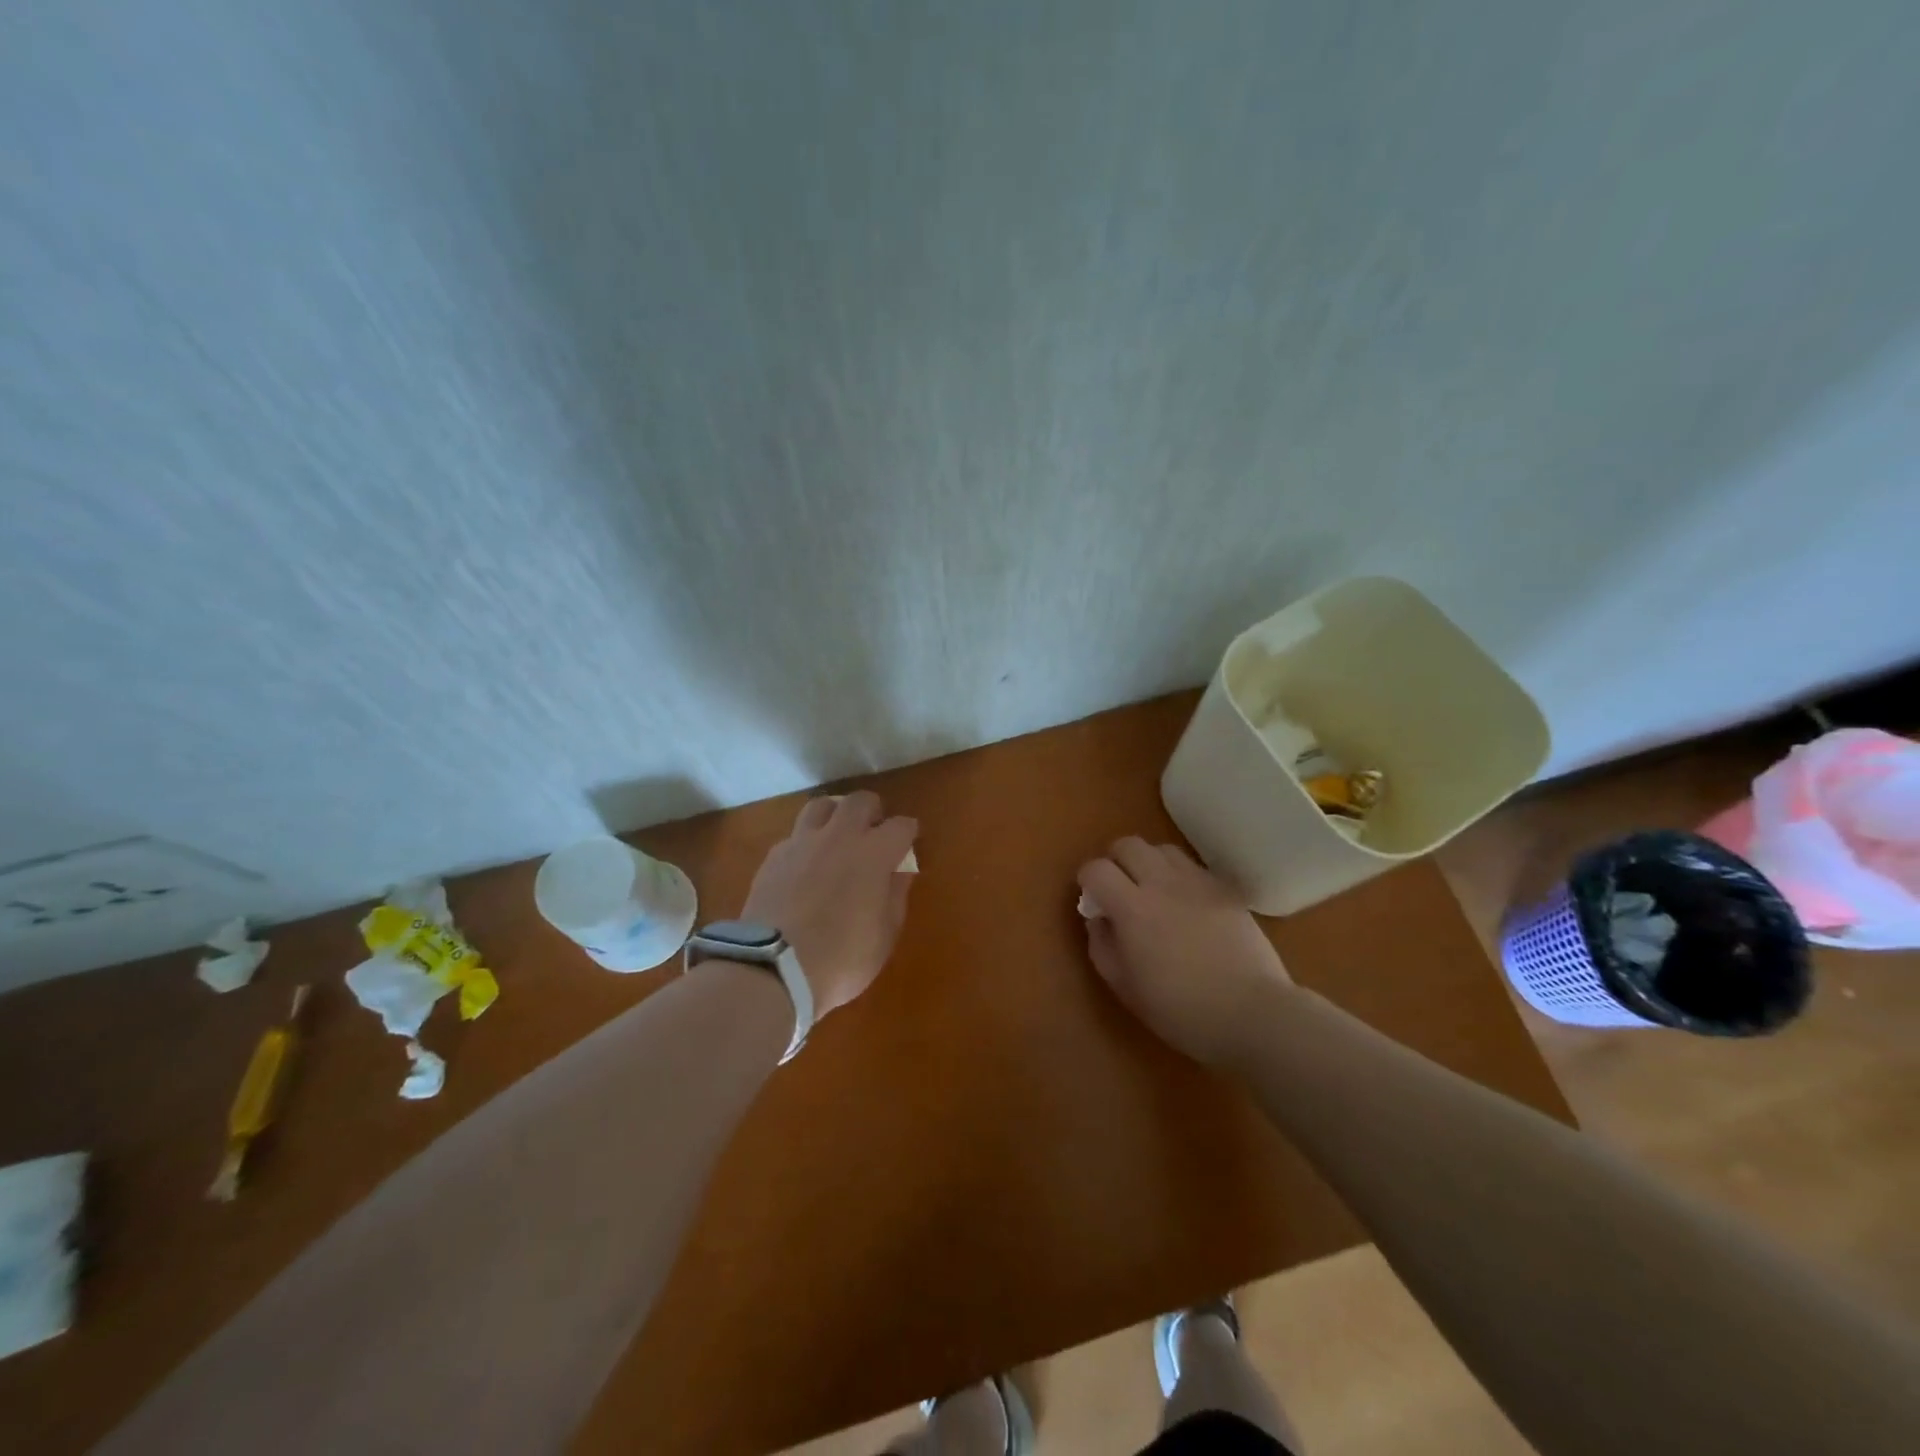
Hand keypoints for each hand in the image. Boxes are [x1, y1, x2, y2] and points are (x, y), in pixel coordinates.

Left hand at [740, 791, 918, 1017]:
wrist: (772, 968)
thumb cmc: (841, 958)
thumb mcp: (884, 936)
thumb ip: (895, 896)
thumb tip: (899, 872)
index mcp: (874, 853)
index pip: (901, 825)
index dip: (908, 832)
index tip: (908, 843)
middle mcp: (839, 836)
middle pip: (860, 801)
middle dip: (872, 811)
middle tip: (873, 831)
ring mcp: (802, 842)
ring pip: (821, 806)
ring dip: (835, 815)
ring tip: (836, 835)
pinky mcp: (773, 856)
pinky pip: (795, 835)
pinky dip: (806, 842)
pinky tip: (805, 864)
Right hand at [1077, 837, 1292, 1065]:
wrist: (1252, 1013)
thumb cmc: (1181, 1010)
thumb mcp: (1126, 988)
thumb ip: (1102, 946)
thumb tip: (1097, 919)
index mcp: (1132, 908)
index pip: (1096, 868)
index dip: (1087, 880)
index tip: (1093, 900)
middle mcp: (1162, 883)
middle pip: (1128, 845)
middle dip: (1116, 861)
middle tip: (1119, 889)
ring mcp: (1197, 883)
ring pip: (1163, 849)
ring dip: (1150, 863)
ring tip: (1154, 890)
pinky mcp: (1225, 890)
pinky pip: (1194, 867)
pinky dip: (1180, 876)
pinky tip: (1186, 903)